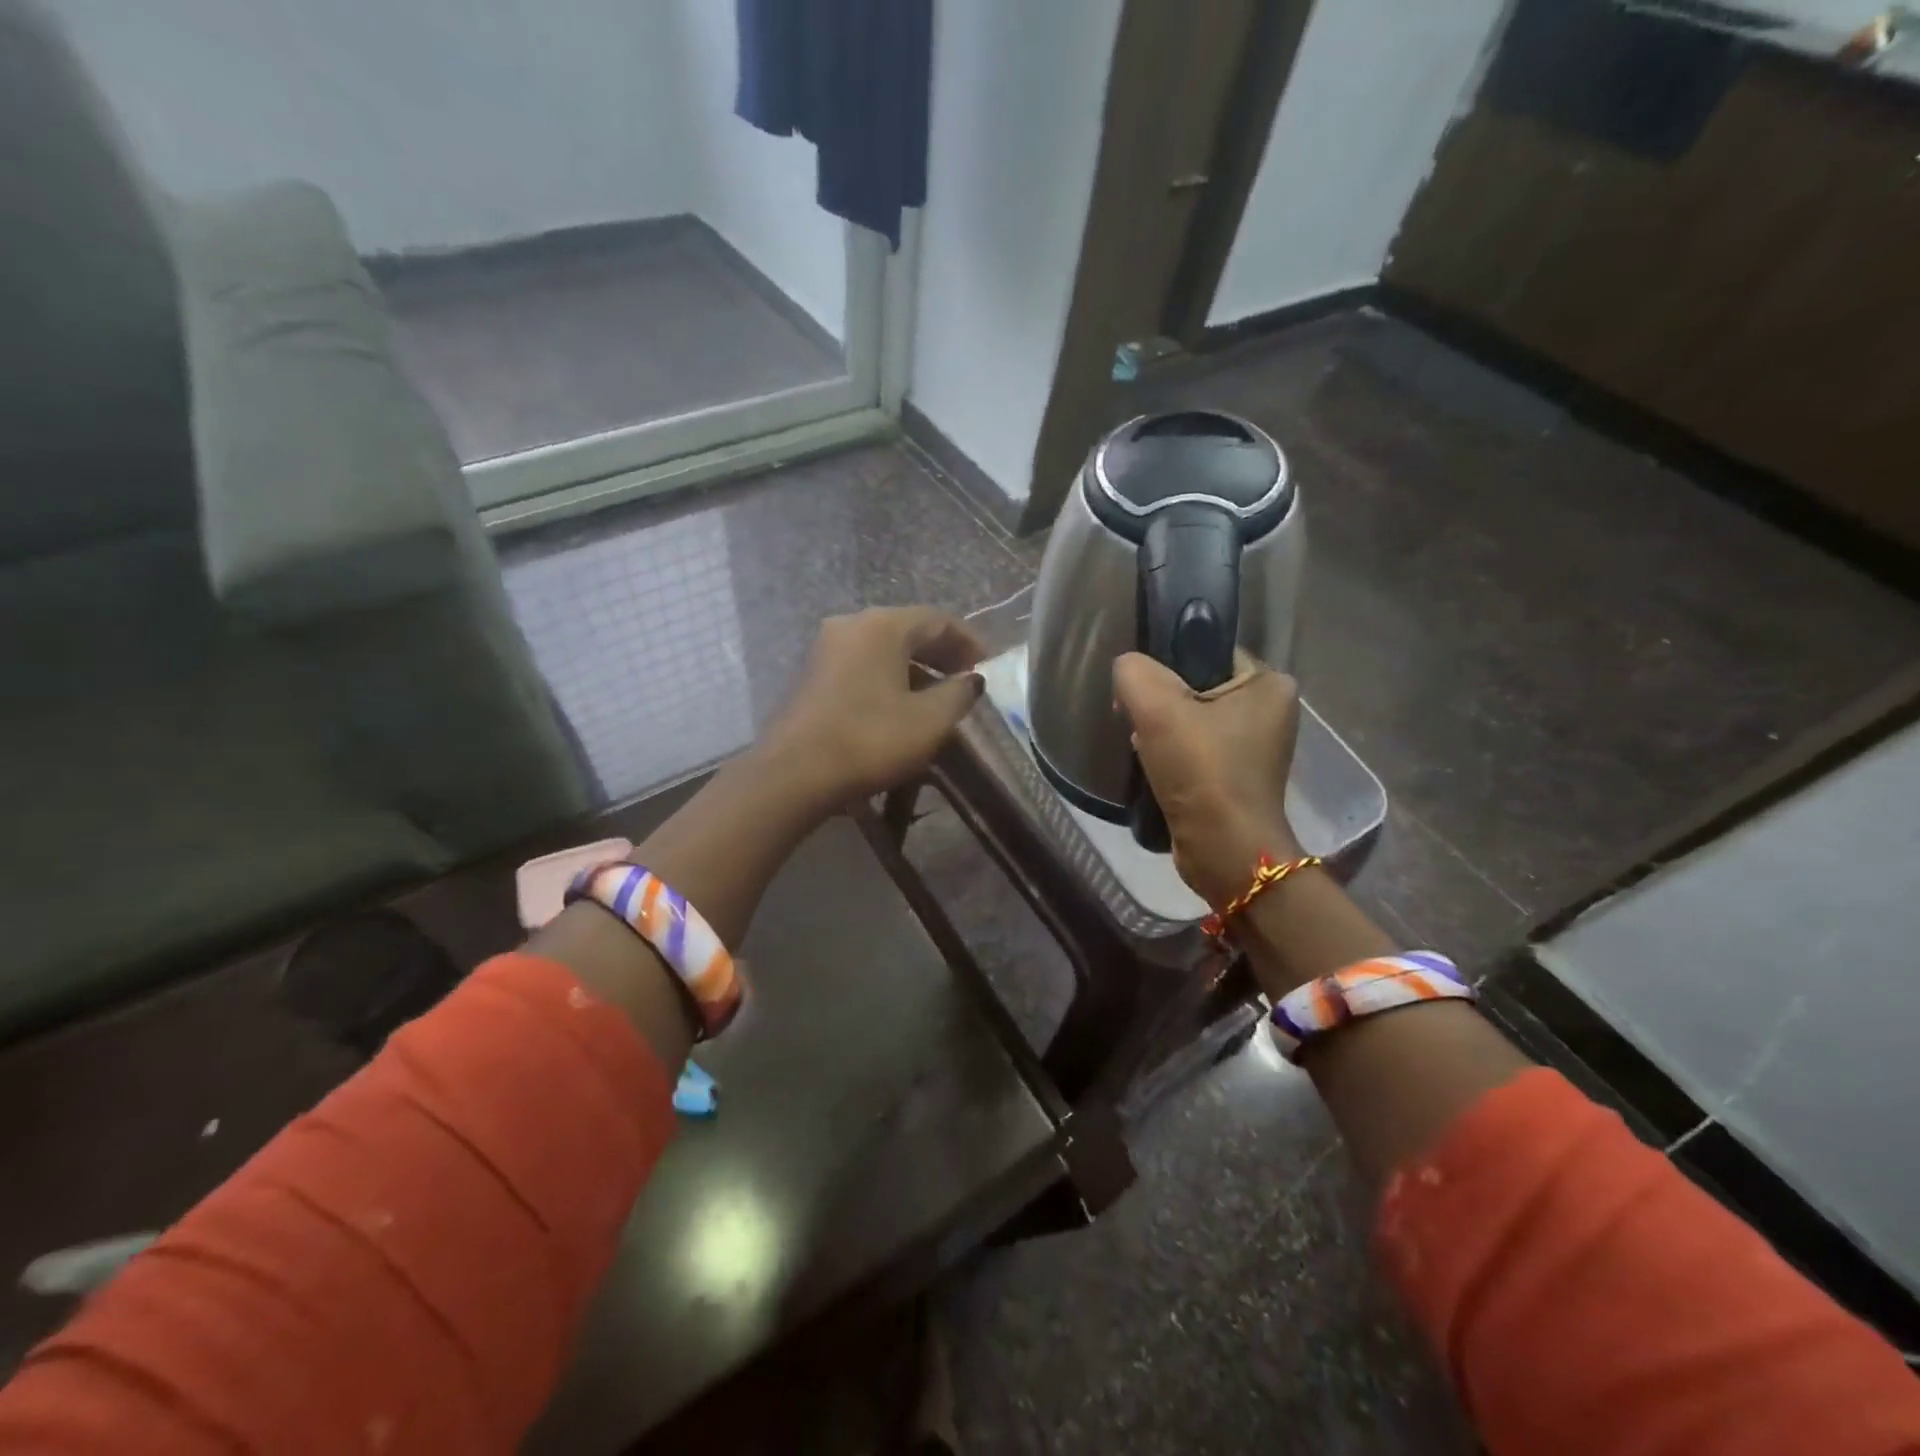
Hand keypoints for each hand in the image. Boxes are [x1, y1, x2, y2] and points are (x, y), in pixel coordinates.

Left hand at [766, 606, 985, 802]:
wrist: (794, 774)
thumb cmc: (870, 740)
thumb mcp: (930, 720)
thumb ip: (959, 694)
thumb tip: (970, 680)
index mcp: (883, 625)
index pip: (938, 620)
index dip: (968, 641)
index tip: (987, 665)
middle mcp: (852, 625)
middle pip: (908, 630)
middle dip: (941, 653)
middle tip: (966, 679)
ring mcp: (826, 648)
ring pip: (884, 649)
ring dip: (915, 668)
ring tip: (938, 697)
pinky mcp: (813, 675)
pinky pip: (863, 665)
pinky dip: (889, 678)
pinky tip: (901, 706)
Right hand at [1112, 651, 1302, 907]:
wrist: (1224, 850)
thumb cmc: (1202, 771)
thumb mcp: (1157, 707)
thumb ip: (1133, 673)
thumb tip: (1127, 670)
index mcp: (1269, 684)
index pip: (1208, 652)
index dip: (1167, 664)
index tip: (1140, 689)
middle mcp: (1271, 712)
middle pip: (1198, 688)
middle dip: (1162, 703)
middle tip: (1137, 722)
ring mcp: (1257, 749)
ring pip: (1193, 721)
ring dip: (1163, 733)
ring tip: (1143, 748)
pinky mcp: (1238, 779)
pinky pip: (1197, 751)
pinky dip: (1173, 757)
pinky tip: (1154, 769)